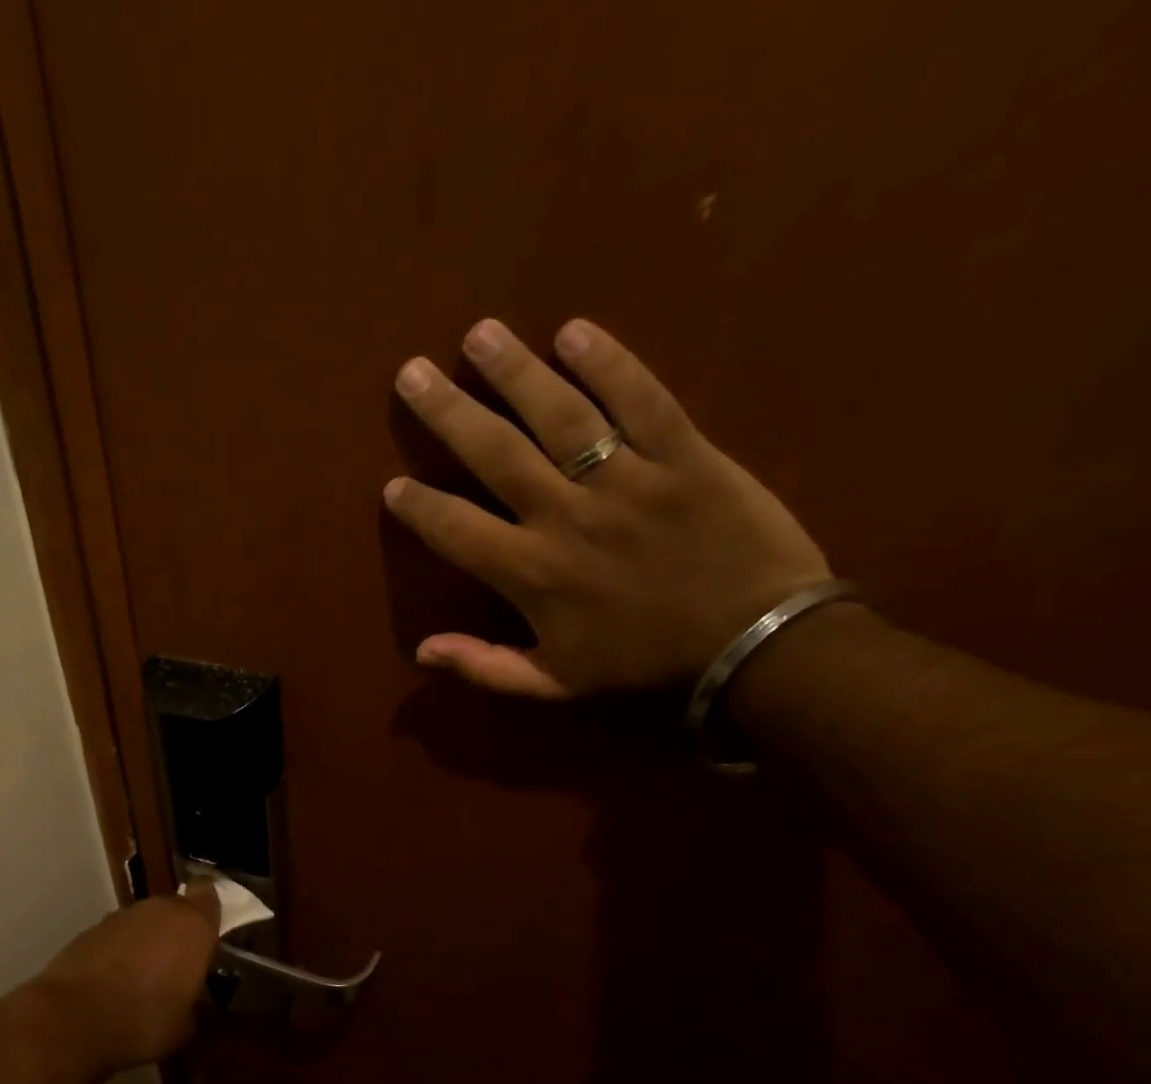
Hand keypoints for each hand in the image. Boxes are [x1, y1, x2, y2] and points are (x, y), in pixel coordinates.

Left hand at [32, 880, 220, 1072]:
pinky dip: (118, 951)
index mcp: (193, 926)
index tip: (208, 935)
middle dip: (177, 931)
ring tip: (143, 978)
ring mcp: (123, 916)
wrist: (73, 1018)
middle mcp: (161, 910)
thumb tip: (190, 1001)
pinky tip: (113, 982)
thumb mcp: (185, 1026)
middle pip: (176, 908)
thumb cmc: (144, 1020)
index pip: (209, 896)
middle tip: (178, 965)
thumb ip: (194, 1002)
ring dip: (147, 941)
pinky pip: (117, 935)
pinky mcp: (91, 928)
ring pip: (145, 921)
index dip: (208, 911)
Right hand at [384, 318, 830, 697]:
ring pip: (560, 415)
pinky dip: (610, 363)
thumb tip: (422, 651)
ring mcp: (627, 480)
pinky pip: (642, 400)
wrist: (757, 646)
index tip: (394, 485)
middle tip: (412, 372)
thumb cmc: (645, 665)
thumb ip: (486, 667)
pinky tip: (574, 331)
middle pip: (495, 453)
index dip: (420, 506)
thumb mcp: (556, 684)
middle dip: (448, 412)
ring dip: (515, 372)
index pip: (456, 529)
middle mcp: (567, 516)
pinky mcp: (685, 455)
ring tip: (479, 334)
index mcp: (532, 573)